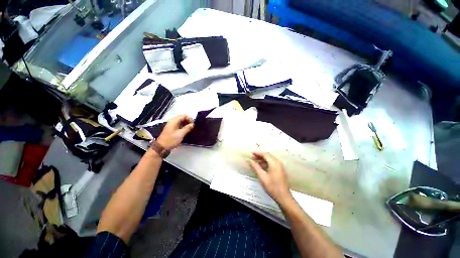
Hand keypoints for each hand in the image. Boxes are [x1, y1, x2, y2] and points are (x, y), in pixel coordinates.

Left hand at [157, 115, 193, 149]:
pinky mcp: (172, 129)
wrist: (161, 147)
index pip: (184, 115)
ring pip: (181, 121)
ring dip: (186, 124)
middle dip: (188, 121)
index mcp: (174, 121)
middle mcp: (173, 121)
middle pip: (182, 118)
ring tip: (190, 129)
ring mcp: (172, 125)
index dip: (190, 119)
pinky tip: (186, 131)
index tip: (193, 125)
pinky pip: (179, 125)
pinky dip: (183, 127)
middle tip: (192, 127)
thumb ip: (187, 128)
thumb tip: (192, 124)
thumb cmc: (171, 140)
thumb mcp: (181, 134)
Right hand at [249, 152, 292, 204]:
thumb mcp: (262, 176)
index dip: (258, 153)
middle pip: (268, 156)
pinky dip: (266, 163)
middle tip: (252, 158)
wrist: (283, 197)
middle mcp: (278, 163)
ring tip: (255, 162)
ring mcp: (280, 167)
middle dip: (260, 156)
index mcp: (274, 163)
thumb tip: (249, 160)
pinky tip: (262, 167)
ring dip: (263, 160)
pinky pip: (273, 163)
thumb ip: (255, 167)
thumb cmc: (272, 186)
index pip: (265, 154)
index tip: (251, 153)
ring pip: (270, 160)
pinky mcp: (281, 170)